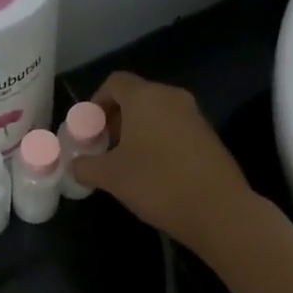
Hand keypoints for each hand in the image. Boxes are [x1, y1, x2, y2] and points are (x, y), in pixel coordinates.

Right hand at [71, 72, 258, 256]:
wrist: (218, 209)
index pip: (115, 82)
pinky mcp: (209, 136)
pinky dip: (157, 140)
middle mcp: (171, 97)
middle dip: (115, 118)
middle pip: (136, 97)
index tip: (87, 128)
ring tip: (125, 162)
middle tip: (102, 147)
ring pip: (157, 113)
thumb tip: (75, 165)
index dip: (96, 102)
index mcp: (145, 97)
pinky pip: (174, 128)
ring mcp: (194, 115)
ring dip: (136, 131)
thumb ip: (86, 166)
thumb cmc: (156, 183)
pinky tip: (152, 171)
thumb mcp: (111, 177)